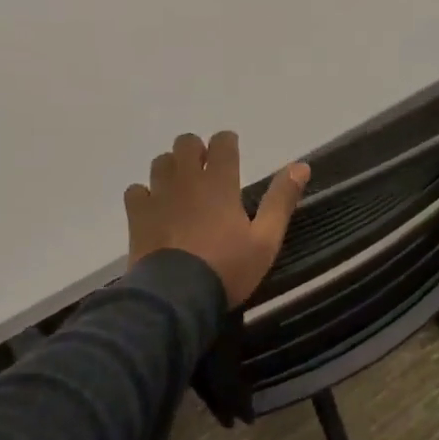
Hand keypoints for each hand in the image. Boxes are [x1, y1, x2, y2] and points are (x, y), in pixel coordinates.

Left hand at [124, 132, 309, 307]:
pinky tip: (155, 209)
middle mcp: (187, 180)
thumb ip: (281, 200)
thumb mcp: (266, 239)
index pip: (222, 142)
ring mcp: (158, 195)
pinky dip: (145, 194)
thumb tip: (301, 165)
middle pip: (185, 143)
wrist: (176, 297)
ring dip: (172, 168)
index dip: (227, 142)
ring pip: (160, 162)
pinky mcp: (137, 215)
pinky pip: (136, 190)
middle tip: (206, 171)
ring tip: (181, 189)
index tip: (232, 152)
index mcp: (220, 182)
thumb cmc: (227, 268)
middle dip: (196, 150)